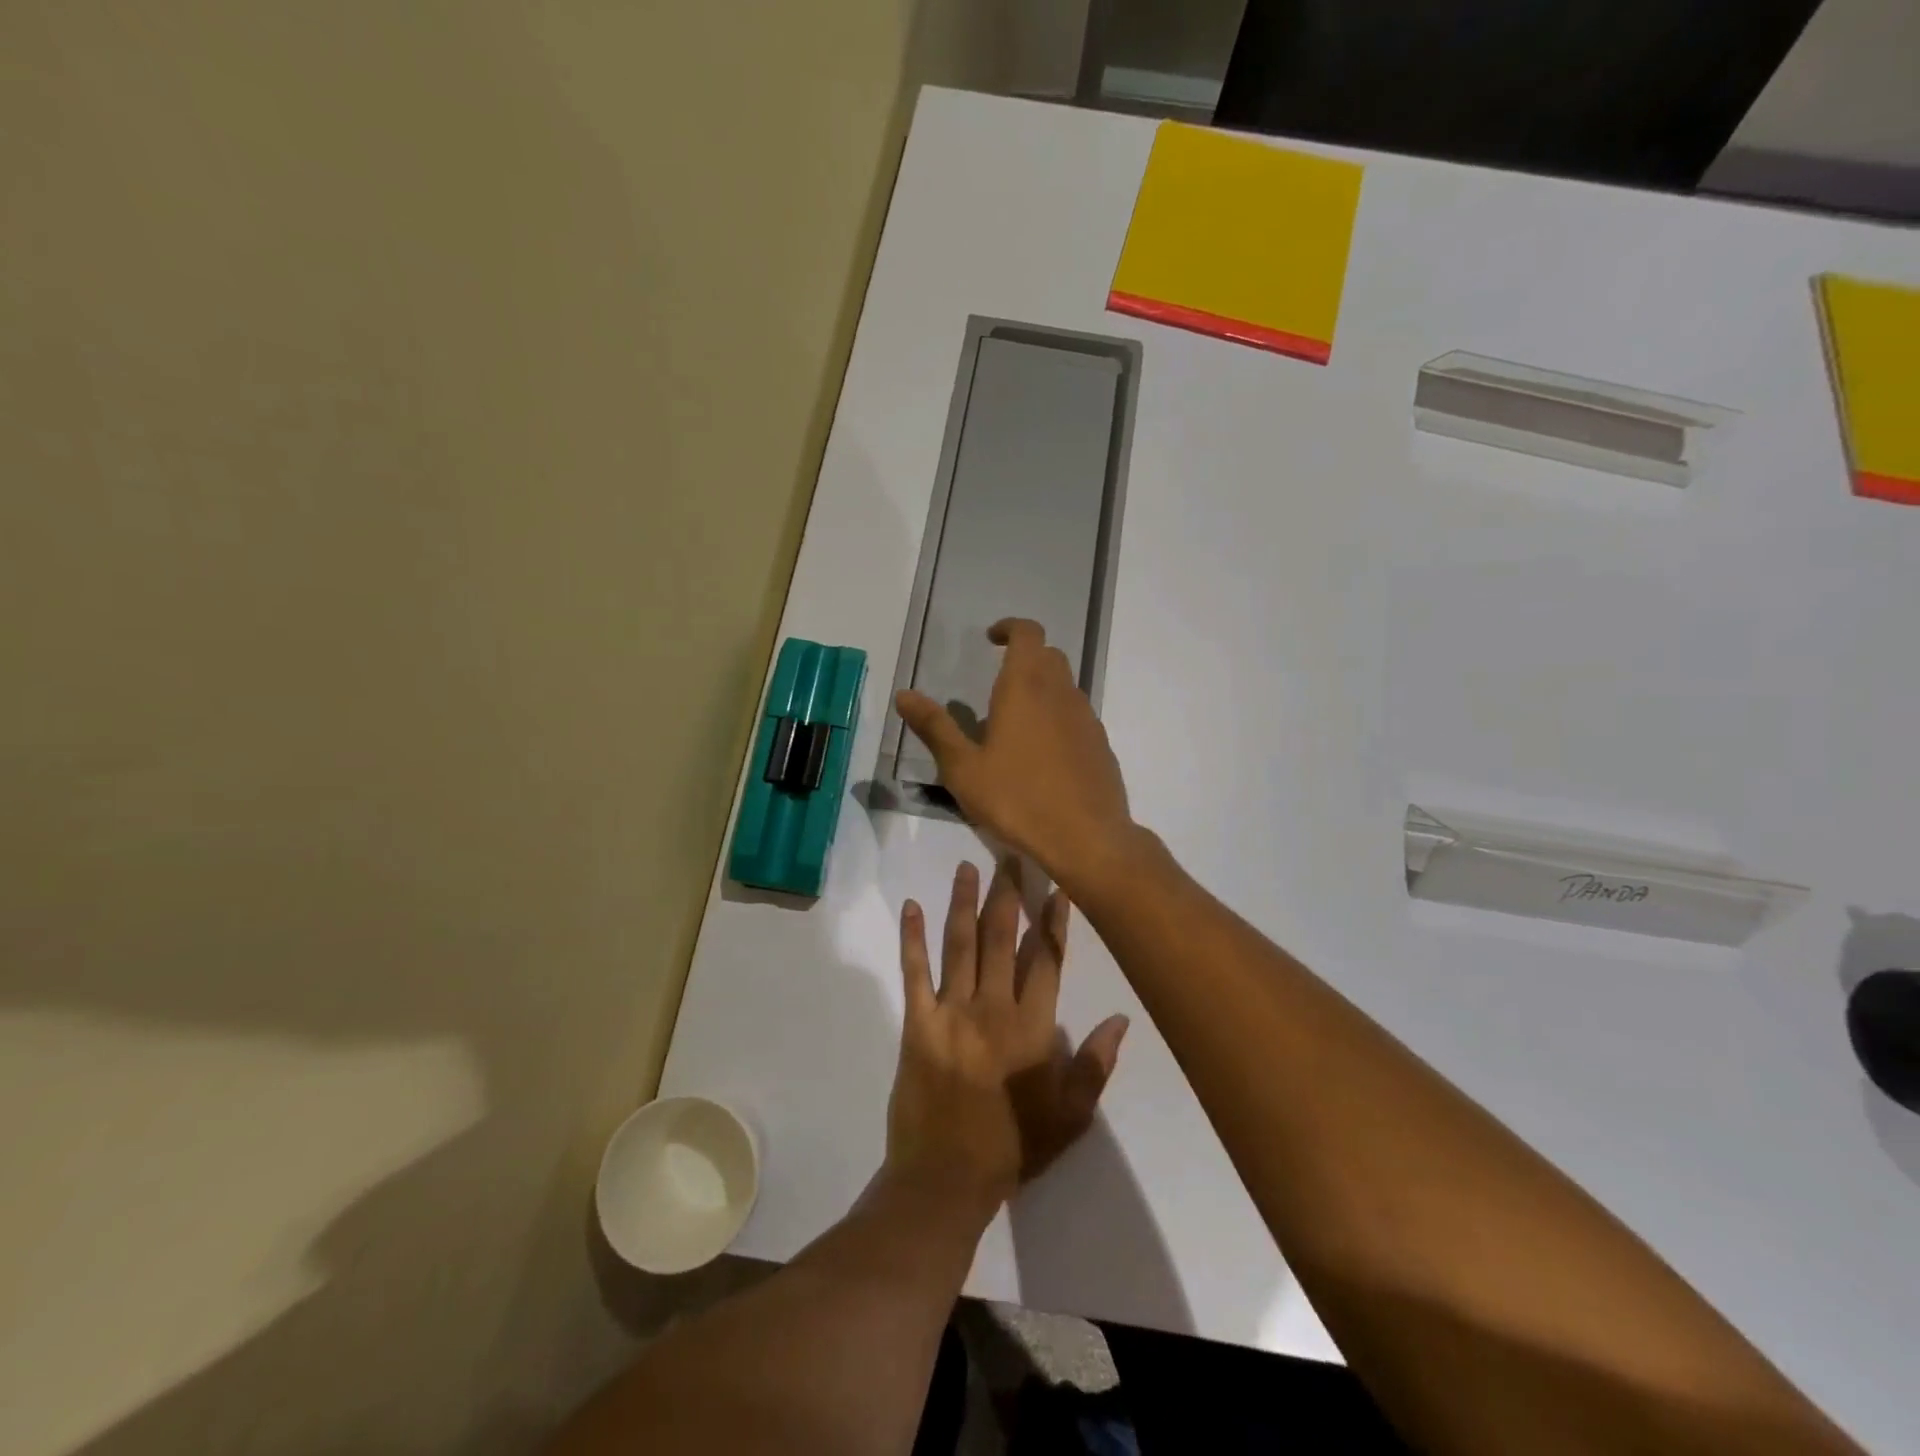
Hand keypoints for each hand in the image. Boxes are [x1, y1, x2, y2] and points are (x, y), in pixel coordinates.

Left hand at [885, 859, 1128, 1212]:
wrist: (945, 1179)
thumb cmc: (1013, 1148)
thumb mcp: (1070, 1115)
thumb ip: (1096, 1064)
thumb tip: (1121, 1017)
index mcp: (1033, 1028)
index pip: (1047, 960)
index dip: (1053, 921)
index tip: (1057, 887)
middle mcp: (993, 1008)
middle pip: (1003, 939)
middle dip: (1008, 895)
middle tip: (1011, 856)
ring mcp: (951, 1012)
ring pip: (961, 944)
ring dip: (964, 902)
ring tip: (967, 866)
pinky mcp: (918, 1023)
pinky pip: (914, 972)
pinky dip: (912, 938)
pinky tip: (911, 907)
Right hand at [896, 618, 1134, 893]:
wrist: (1087, 838)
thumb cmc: (1017, 800)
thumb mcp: (963, 768)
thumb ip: (935, 728)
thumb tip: (904, 695)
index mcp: (1025, 687)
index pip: (1027, 633)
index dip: (1010, 628)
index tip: (991, 639)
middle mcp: (1061, 693)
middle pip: (1048, 656)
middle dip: (1024, 657)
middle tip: (998, 681)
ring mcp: (1087, 719)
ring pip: (1065, 686)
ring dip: (1042, 688)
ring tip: (1015, 722)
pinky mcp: (1101, 745)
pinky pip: (1077, 716)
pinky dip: (1058, 717)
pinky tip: (1042, 754)